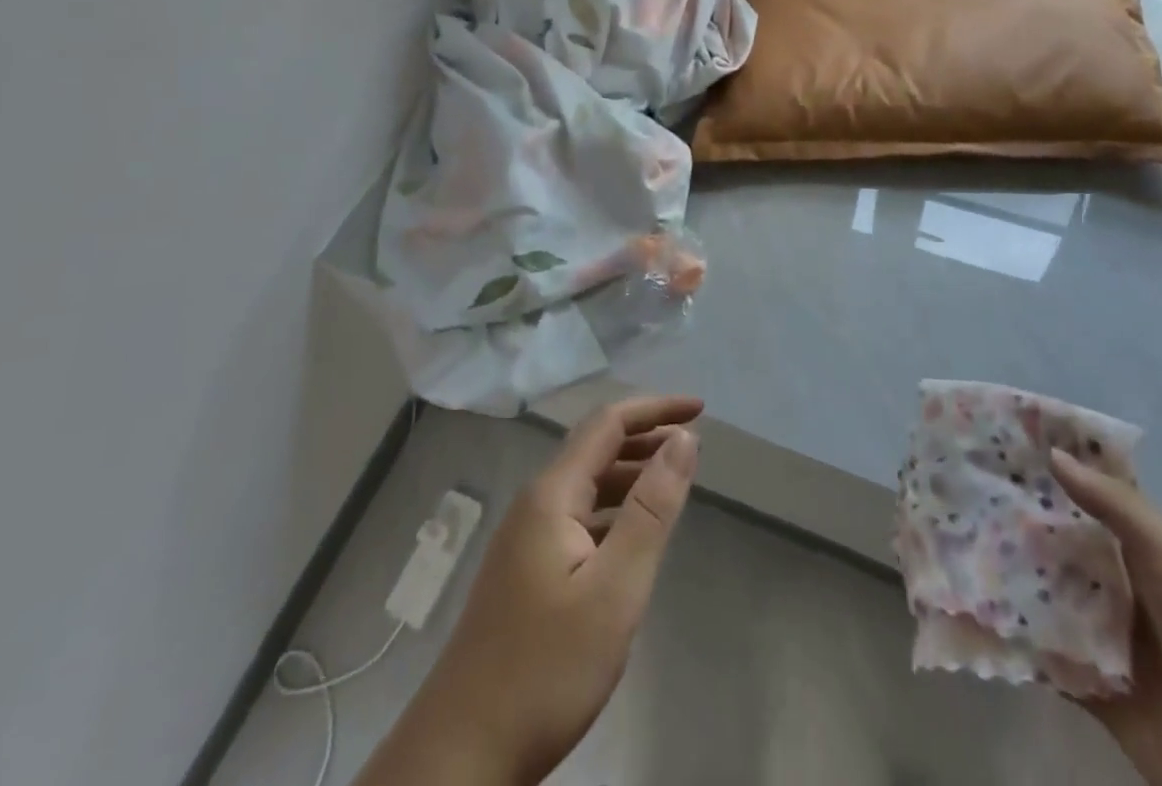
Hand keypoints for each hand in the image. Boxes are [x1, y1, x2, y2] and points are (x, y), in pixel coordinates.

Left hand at [358, 396, 702, 785]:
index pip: (608, 423)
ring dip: (631, 473)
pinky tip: (632, 536)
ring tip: (673, 481)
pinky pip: (577, 517)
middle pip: (595, 448)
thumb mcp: (615, 589)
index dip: (655, 409)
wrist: (462, 755)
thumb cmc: (546, 669)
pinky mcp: (525, 572)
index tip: (700, 409)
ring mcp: (526, 539)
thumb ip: (652, 509)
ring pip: (586, 485)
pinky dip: (613, 509)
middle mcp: (536, 504)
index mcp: (552, 494)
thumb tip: (683, 439)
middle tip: (693, 444)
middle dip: (645, 436)